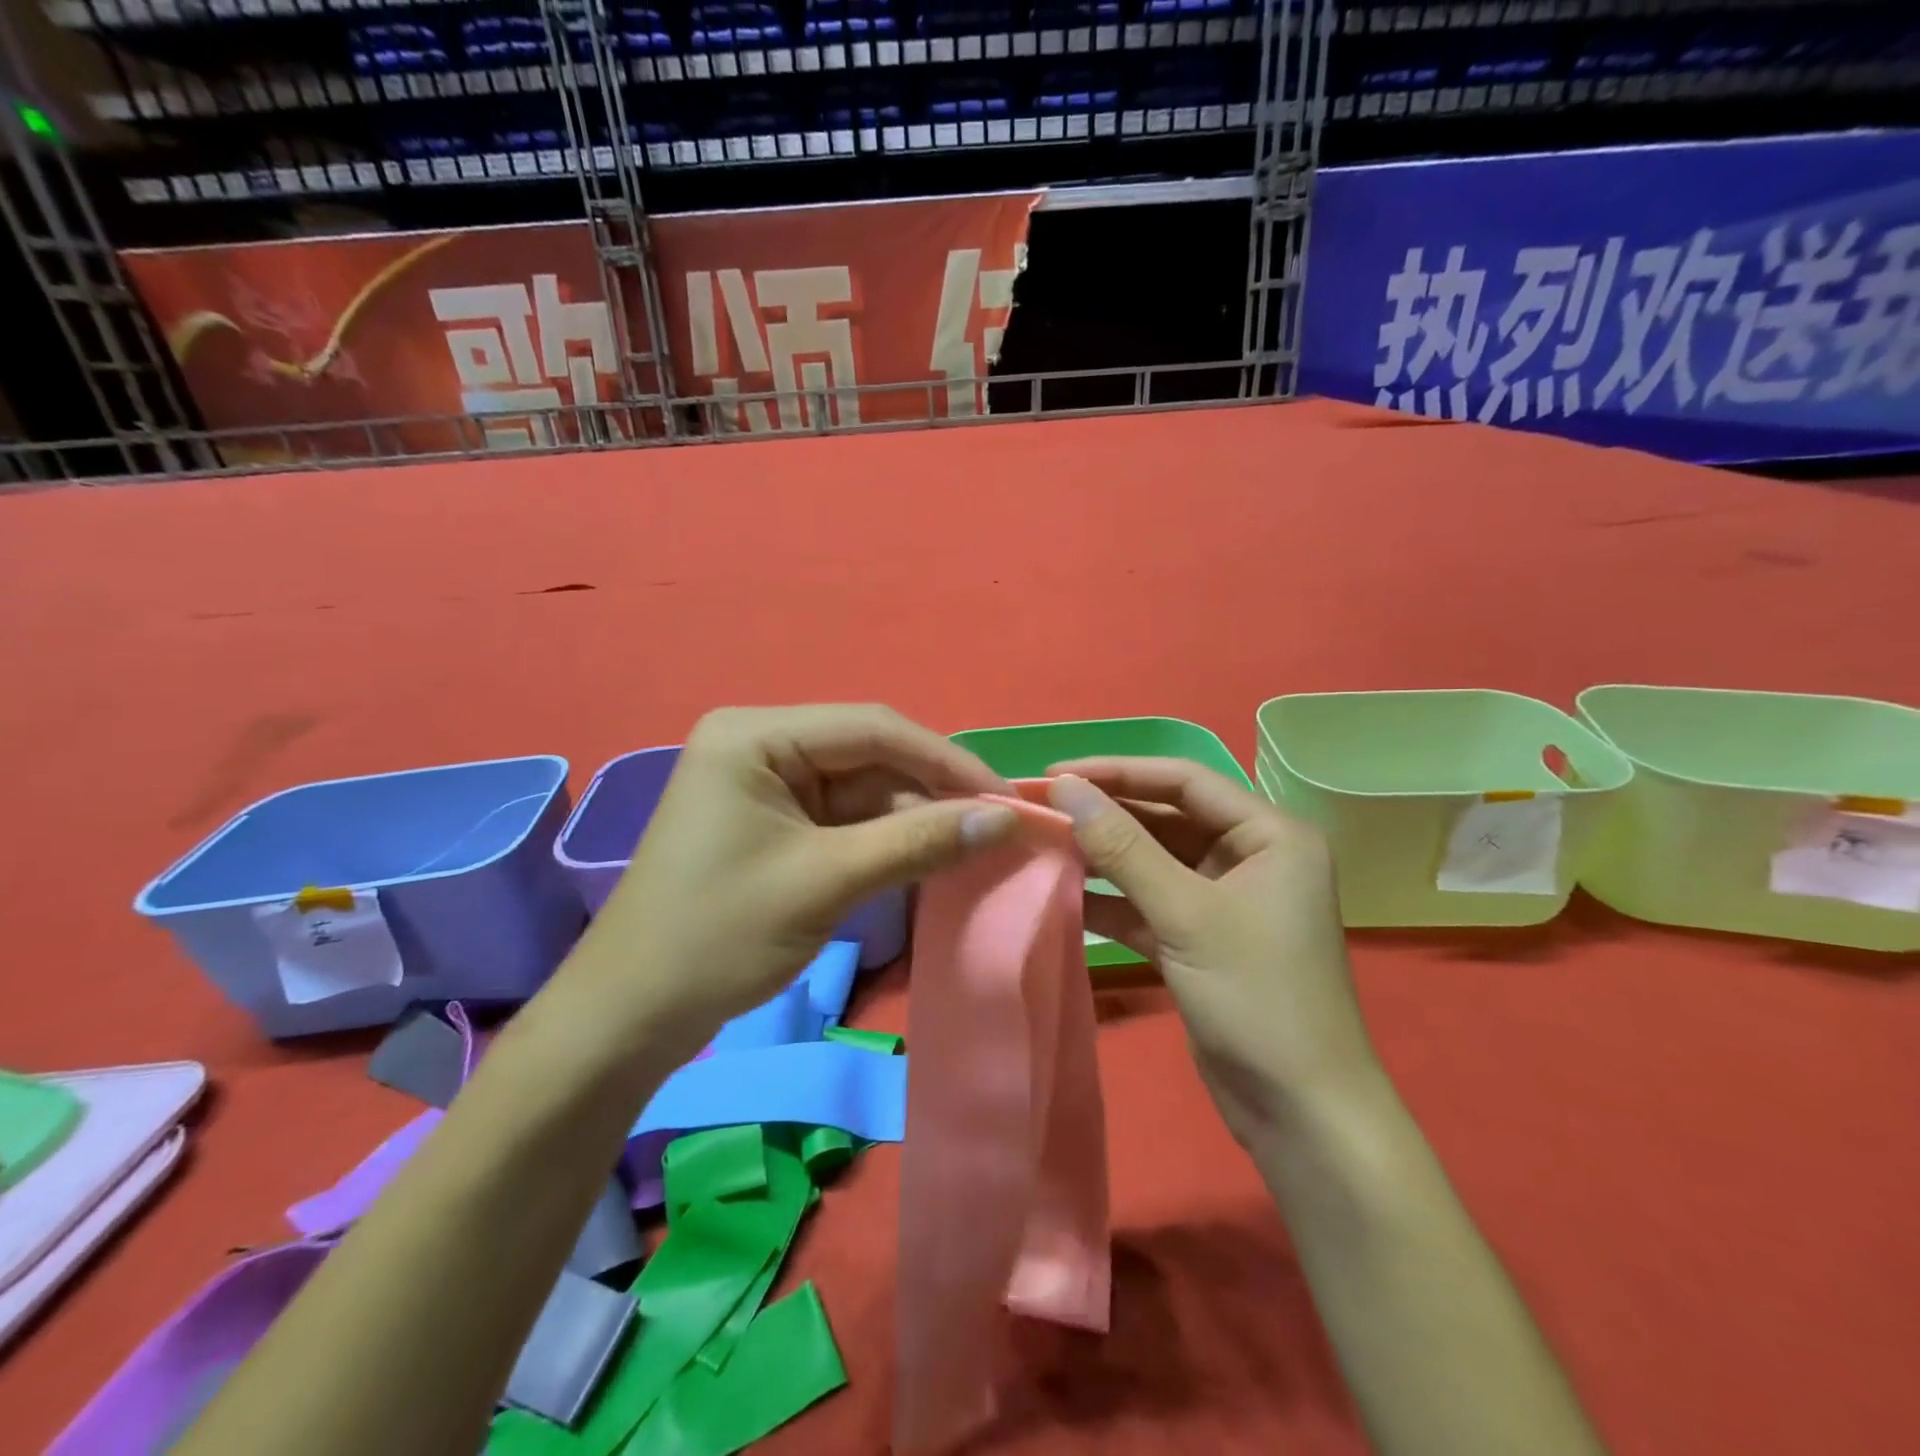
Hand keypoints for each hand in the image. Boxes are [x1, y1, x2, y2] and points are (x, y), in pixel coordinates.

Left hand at [570, 705, 1016, 1054]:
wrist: (632, 1015)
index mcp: (756, 735)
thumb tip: (1004, 818)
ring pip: (864, 789)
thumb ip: (918, 841)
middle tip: (996, 829)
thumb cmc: (718, 936)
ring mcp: (768, 784)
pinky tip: (928, 857)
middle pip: (870, 756)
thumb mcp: (826, 882)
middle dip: (932, 793)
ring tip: (973, 847)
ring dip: (915, 818)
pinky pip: (846, 819)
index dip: (946, 760)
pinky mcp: (775, 822)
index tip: (1005, 798)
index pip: (872, 728)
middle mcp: (762, 745)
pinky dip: (887, 839)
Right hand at [1046, 759, 1379, 1149]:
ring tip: (1045, 845)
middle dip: (1107, 814)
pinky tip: (1067, 894)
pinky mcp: (1202, 938)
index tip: (1055, 775)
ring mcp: (1225, 900)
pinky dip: (1113, 900)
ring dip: (1105, 856)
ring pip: (1155, 861)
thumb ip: (1123, 848)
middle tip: (1042, 808)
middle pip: (1167, 818)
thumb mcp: (1185, 913)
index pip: (1184, 781)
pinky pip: (1151, 902)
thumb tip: (1065, 788)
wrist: (1301, 1114)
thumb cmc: (1257, 998)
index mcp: (1270, 834)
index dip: (1118, 771)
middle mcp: (1251, 857)